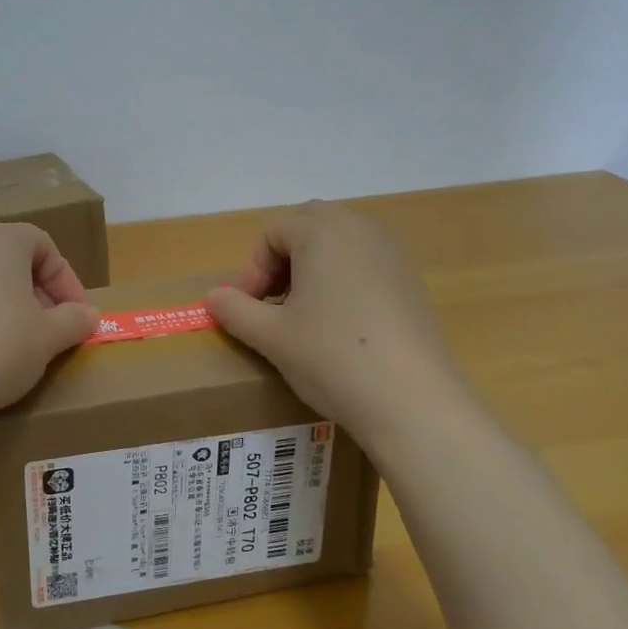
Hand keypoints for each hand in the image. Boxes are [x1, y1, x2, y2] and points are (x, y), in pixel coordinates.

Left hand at [0, 221, 98, 424]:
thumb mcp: (48, 338)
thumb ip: (73, 321)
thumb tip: (88, 314)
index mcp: (0, 240)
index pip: (44, 246)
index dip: (66, 281)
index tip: (77, 317)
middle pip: (8, 261)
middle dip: (34, 294)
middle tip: (47, 331)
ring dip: (0, 308)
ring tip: (11, 346)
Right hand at [204, 200, 475, 438]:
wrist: (413, 401)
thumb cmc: (331, 356)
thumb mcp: (270, 336)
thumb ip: (235, 310)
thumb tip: (213, 297)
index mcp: (322, 232)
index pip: (273, 233)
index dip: (252, 269)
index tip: (247, 309)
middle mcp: (360, 230)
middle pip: (309, 227)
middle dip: (282, 260)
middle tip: (271, 303)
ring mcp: (392, 255)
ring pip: (339, 244)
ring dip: (312, 269)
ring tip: (302, 315)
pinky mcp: (411, 282)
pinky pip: (365, 265)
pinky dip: (343, 282)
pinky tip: (340, 328)